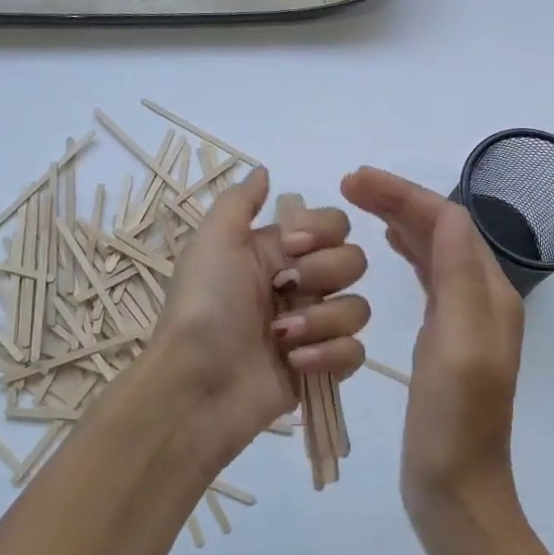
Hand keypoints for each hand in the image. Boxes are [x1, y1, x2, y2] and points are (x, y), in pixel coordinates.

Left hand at [142, 168, 367, 478]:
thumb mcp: (212, 241)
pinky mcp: (321, 367)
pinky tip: (294, 363)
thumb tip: (264, 170)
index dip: (323, 232)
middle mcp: (301, 284)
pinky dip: (329, 356)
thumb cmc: (204, 306)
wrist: (195, 383)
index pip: (335, 224)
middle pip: (354, 262)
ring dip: (321, 320)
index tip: (292, 246)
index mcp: (279, 252)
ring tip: (282, 338)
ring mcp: (313, 327)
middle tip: (283, 290)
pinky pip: (355, 352)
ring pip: (358, 308)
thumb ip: (241, 201)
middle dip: (324, 274)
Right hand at [341, 166, 523, 519]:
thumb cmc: (454, 420)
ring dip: (400, 220)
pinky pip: (427, 277)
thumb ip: (459, 277)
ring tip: (361, 204)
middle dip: (398, 199)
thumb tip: (448, 213)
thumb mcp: (459, 345)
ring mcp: (463, 318)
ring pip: (433, 250)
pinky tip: (389, 247)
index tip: (354, 180)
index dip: (403, 194)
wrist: (456, 488)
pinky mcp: (443, 338)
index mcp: (489, 293)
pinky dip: (406, 252)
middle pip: (441, 229)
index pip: (448, 221)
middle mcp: (481, 297)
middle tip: (348, 184)